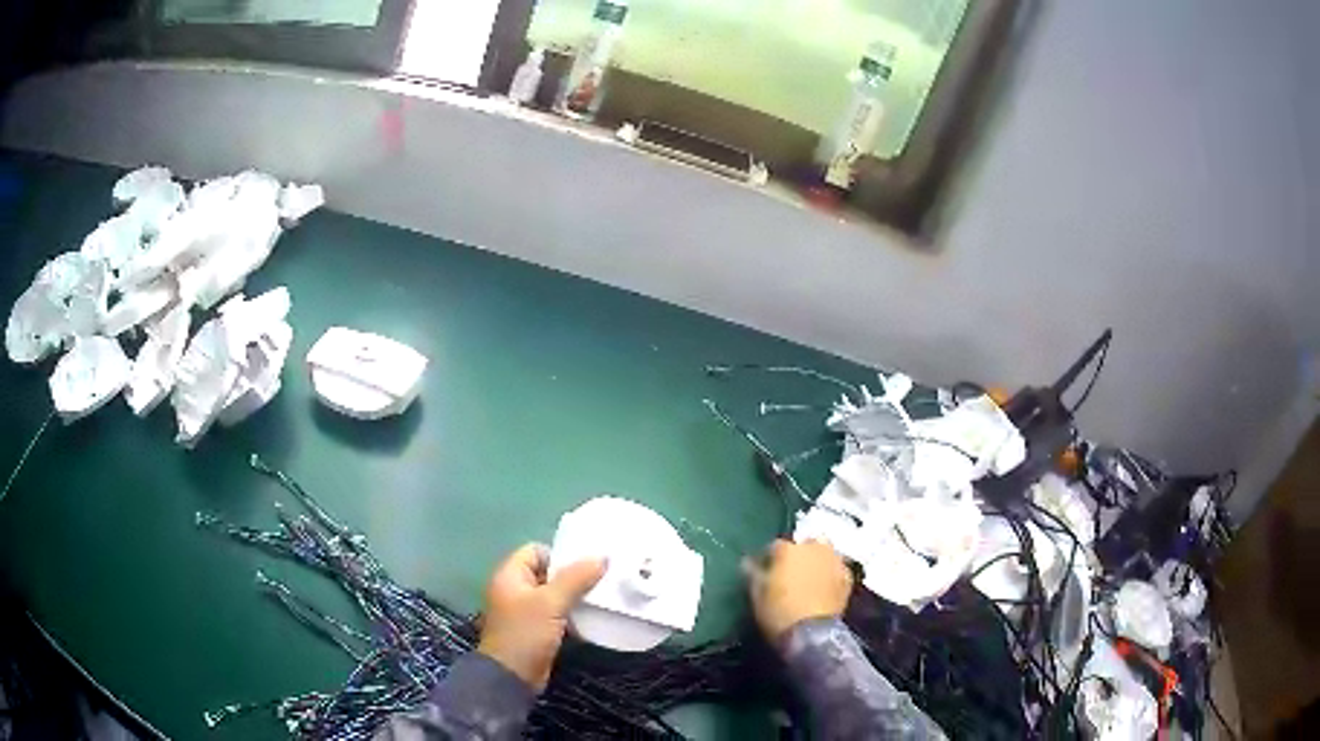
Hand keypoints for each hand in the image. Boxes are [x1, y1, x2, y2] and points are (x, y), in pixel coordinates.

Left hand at [477, 543, 606, 691]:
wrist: (512, 676)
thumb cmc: (526, 633)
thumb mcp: (551, 603)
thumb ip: (576, 579)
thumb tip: (601, 557)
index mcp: (510, 575)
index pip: (536, 551)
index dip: (559, 556)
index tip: (585, 567)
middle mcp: (514, 589)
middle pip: (547, 573)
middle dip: (573, 577)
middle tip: (600, 581)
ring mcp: (524, 611)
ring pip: (553, 595)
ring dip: (574, 597)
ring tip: (600, 599)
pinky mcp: (534, 629)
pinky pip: (555, 614)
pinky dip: (571, 614)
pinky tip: (590, 620)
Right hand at [746, 540, 852, 641]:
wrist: (812, 633)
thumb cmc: (778, 612)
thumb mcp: (756, 594)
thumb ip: (752, 573)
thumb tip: (747, 562)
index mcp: (788, 550)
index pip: (774, 547)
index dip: (769, 559)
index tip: (764, 571)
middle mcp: (814, 548)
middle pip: (805, 545)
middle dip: (799, 556)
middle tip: (791, 574)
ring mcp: (834, 560)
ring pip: (824, 554)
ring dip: (817, 562)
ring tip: (810, 579)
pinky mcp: (848, 576)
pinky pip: (837, 569)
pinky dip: (831, 575)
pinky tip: (825, 588)